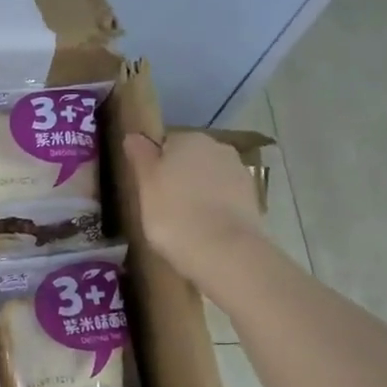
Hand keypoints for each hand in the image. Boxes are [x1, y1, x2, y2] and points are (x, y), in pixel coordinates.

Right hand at [123, 131, 269, 285]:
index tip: (148, 190)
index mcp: (188, 139)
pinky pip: (225, 197)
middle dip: (179, 177)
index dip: (155, 167)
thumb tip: (134, 136)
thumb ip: (140, 157)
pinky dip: (216, 207)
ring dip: (199, 192)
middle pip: (190, 159)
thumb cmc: (173, 214)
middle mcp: (218, 147)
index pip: (165, 144)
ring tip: (186, 221)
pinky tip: (206, 228)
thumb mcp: (145, 186)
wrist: (223, 250)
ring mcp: (239, 172)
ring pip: (210, 178)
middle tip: (163, 206)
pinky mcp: (253, 198)